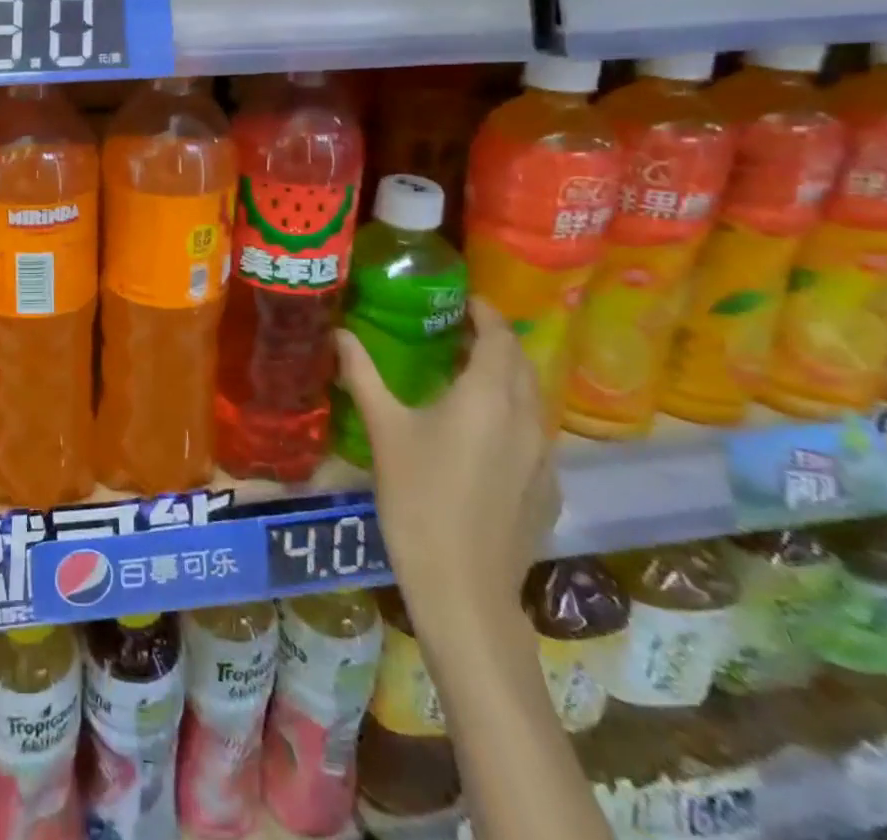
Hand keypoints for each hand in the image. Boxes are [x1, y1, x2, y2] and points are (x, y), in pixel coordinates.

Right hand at [336, 298, 558, 643]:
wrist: (463, 585)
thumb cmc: (418, 496)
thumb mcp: (384, 429)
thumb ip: (362, 375)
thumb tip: (338, 333)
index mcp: (487, 395)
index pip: (499, 336)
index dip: (485, 312)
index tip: (462, 300)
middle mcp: (525, 417)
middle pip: (522, 363)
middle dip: (497, 341)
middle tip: (459, 333)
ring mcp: (543, 456)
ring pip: (533, 399)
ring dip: (508, 378)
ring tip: (469, 376)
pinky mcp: (548, 489)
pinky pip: (536, 435)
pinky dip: (514, 416)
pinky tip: (485, 436)